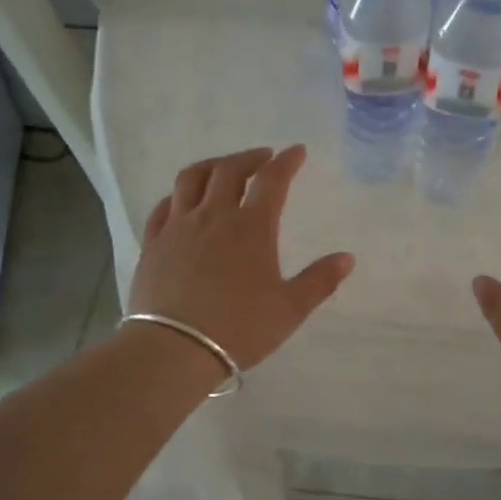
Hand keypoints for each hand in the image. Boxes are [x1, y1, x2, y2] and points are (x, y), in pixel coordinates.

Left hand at [128, 145, 353, 369]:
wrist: (175, 348)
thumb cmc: (239, 328)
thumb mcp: (290, 309)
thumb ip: (320, 281)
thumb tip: (347, 258)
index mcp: (251, 227)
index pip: (272, 180)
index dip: (286, 162)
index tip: (297, 151)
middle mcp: (213, 216)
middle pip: (229, 170)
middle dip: (250, 157)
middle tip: (263, 157)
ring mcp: (178, 227)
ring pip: (191, 179)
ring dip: (212, 166)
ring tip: (223, 168)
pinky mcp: (153, 243)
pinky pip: (163, 206)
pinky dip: (178, 195)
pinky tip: (182, 201)